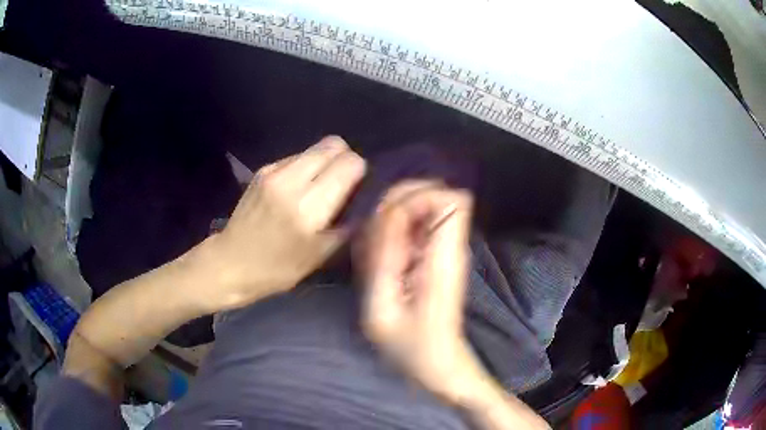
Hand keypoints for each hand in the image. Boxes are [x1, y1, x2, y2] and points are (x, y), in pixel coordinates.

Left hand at [201, 136, 365, 309]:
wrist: (230, 262)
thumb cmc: (277, 269)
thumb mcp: (320, 256)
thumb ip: (348, 225)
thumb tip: (368, 201)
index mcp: (309, 208)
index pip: (350, 164)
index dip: (360, 172)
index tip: (357, 189)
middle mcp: (292, 181)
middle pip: (334, 145)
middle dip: (345, 160)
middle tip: (343, 184)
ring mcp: (274, 171)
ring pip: (316, 147)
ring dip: (325, 162)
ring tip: (320, 187)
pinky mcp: (263, 169)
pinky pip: (297, 156)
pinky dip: (307, 167)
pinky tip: (299, 189)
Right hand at [358, 181, 482, 401]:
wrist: (435, 362)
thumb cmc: (409, 345)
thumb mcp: (382, 308)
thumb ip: (384, 257)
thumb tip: (388, 212)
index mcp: (445, 257)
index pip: (451, 198)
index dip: (417, 197)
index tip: (389, 221)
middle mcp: (452, 245)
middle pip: (435, 193)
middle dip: (398, 204)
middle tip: (376, 240)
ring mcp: (445, 248)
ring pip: (422, 206)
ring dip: (393, 220)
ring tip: (378, 256)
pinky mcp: (436, 254)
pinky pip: (414, 225)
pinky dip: (394, 232)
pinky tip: (383, 262)